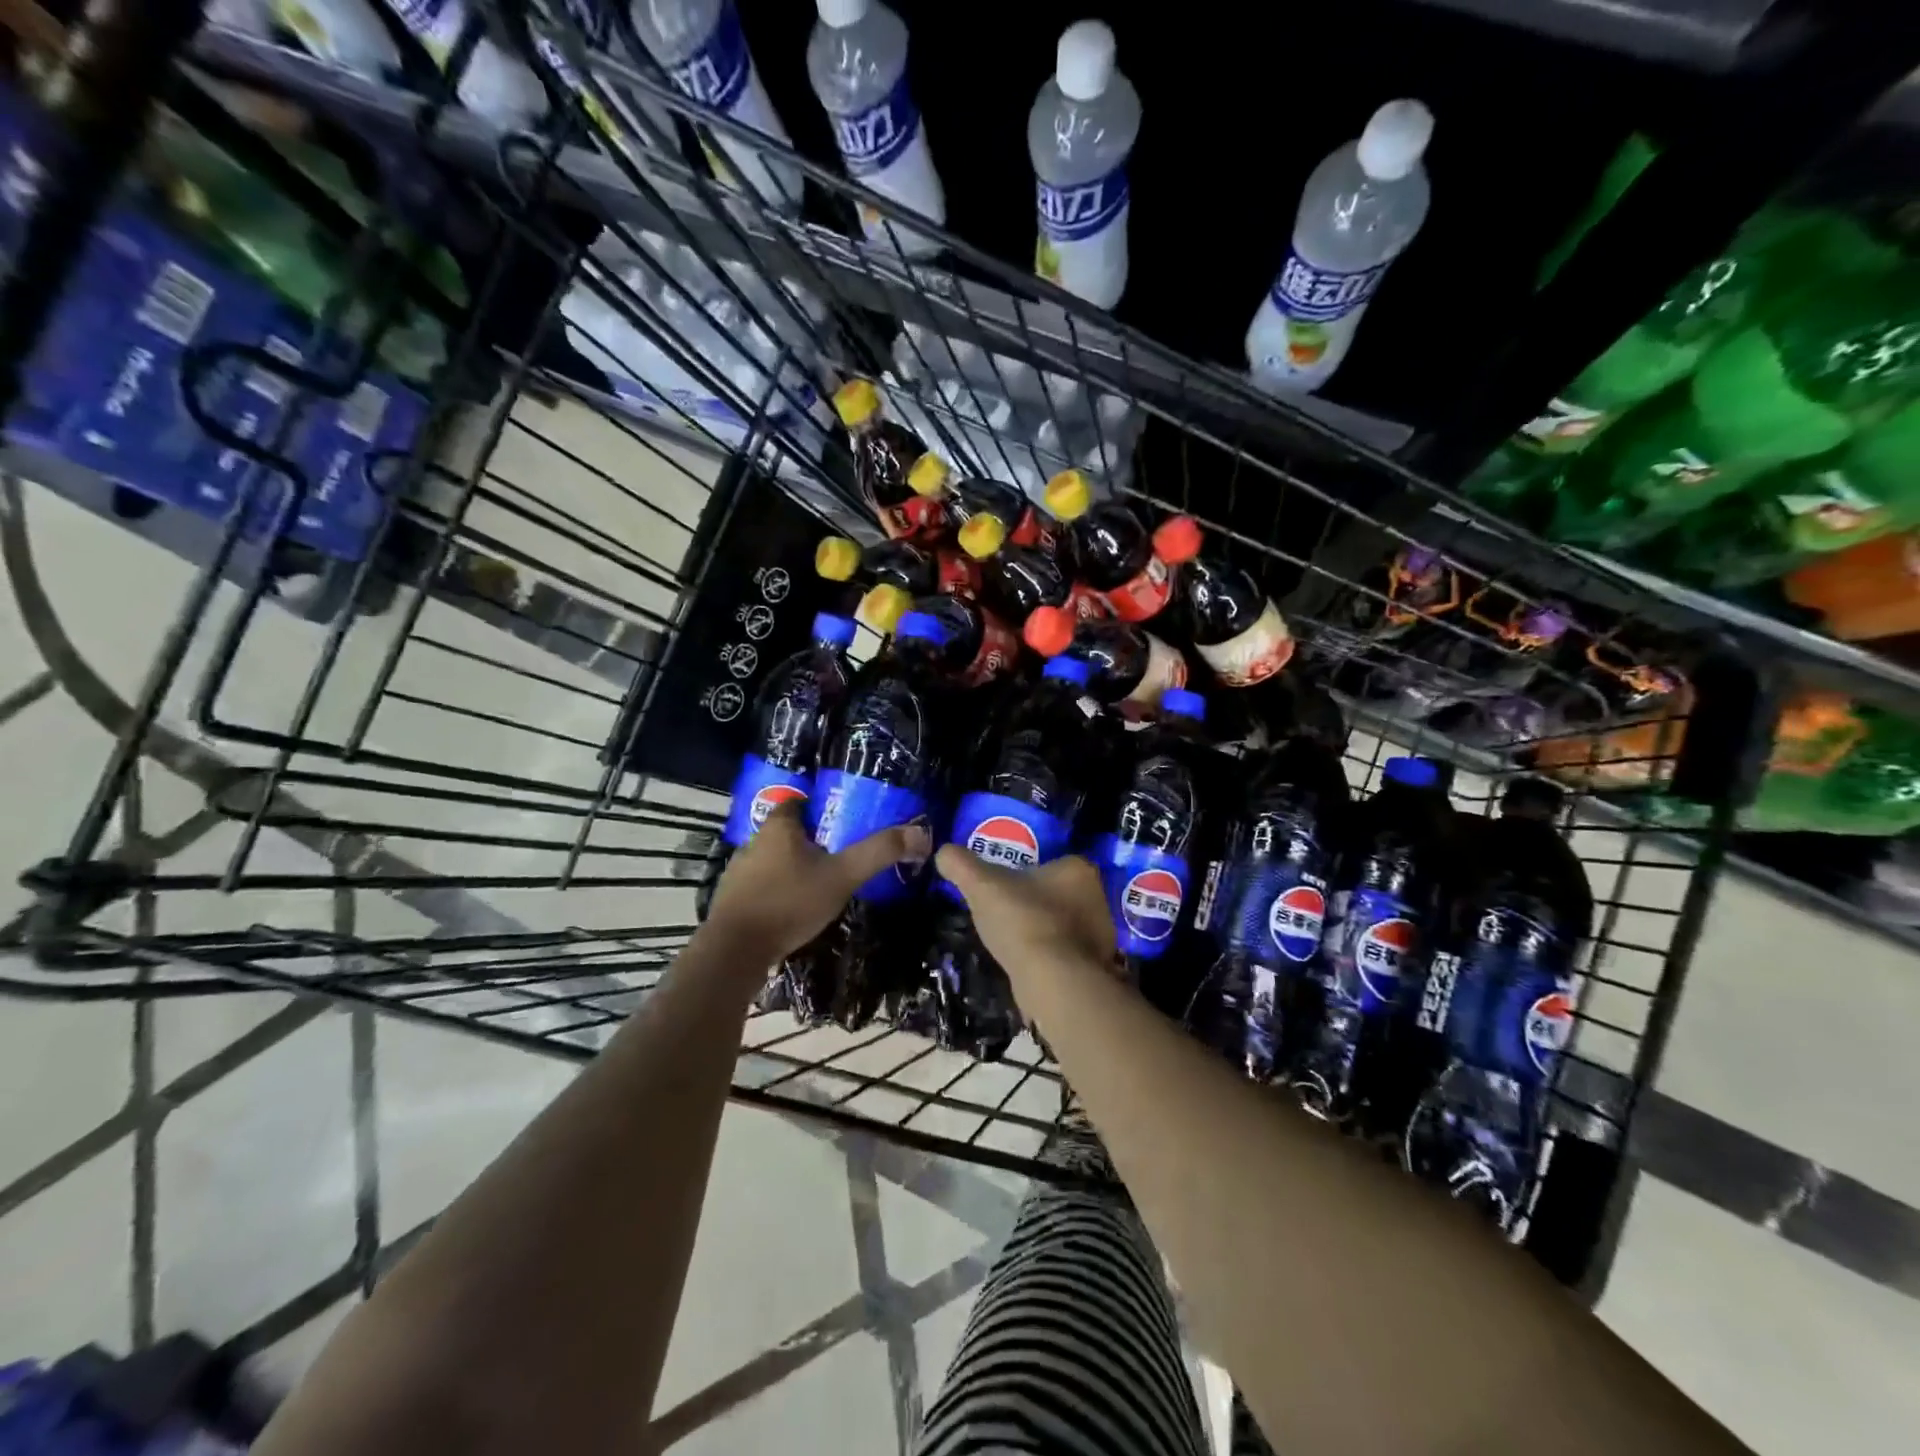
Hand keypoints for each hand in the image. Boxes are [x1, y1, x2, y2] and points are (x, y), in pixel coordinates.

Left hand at [705, 801, 929, 960]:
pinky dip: (776, 892)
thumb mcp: (842, 876)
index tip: (840, 821)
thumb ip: (878, 853)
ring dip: (792, 868)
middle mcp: (754, 842)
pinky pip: (760, 887)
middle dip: (809, 840)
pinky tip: (793, 910)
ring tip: (819, 884)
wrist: (735, 950)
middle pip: (785, 832)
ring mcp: (738, 873)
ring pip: (772, 861)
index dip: (818, 808)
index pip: (797, 802)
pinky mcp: (731, 901)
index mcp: (779, 827)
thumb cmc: (790, 902)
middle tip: (837, 854)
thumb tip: (920, 832)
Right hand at [935, 847, 1116, 984]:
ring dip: (1044, 932)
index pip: (1051, 864)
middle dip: (1037, 903)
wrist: (1052, 979)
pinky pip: (1067, 954)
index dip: (1026, 875)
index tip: (1004, 888)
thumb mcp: (981, 885)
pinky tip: (1028, 965)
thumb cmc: (1022, 920)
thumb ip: (960, 864)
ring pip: (1065, 925)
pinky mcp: (1097, 967)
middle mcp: (1098, 898)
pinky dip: (1050, 958)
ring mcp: (1102, 935)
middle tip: (1006, 914)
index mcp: (1079, 869)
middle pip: (1060, 894)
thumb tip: (943, 852)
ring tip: (1013, 942)